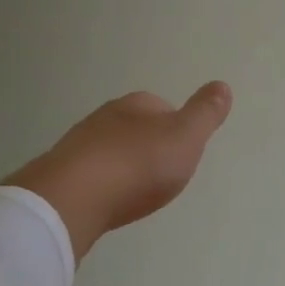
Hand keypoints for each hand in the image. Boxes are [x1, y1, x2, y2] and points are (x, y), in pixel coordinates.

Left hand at [2, 83, 233, 260]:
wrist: (75, 197)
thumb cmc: (139, 165)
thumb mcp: (186, 137)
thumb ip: (205, 113)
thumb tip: (222, 85)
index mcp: (138, 104)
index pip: (163, 107)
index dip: (177, 128)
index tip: (184, 152)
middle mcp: (106, 116)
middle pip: (135, 127)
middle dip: (149, 146)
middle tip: (162, 173)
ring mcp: (79, 143)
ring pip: (110, 149)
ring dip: (123, 165)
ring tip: (136, 190)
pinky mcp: (62, 172)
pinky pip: (91, 173)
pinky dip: (103, 183)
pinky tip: (109, 200)